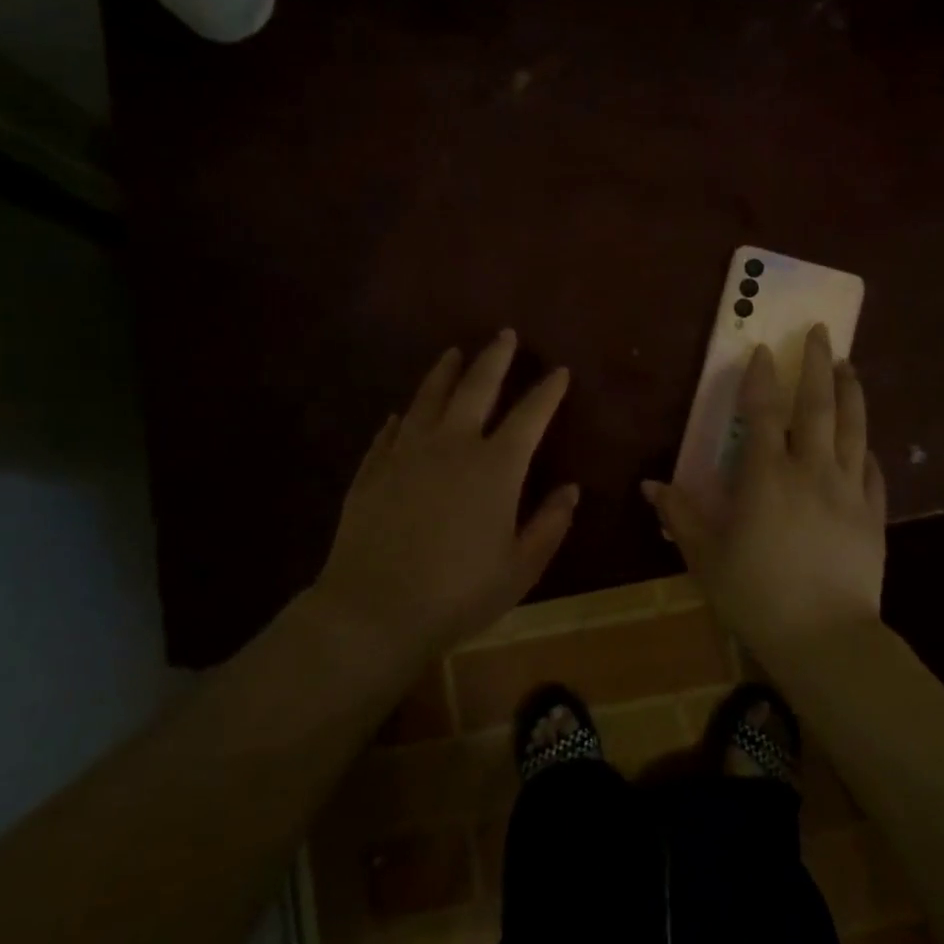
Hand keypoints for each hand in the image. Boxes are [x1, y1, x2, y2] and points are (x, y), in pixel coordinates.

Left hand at [308, 331, 577, 659]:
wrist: (375, 610)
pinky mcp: (373, 470)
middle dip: (494, 358)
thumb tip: (570, 490)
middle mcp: (453, 446)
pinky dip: (401, 417)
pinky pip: (390, 432)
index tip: (559, 370)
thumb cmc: (460, 592)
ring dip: (445, 372)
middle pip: (476, 387)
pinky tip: (402, 413)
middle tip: (503, 333)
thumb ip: (550, 524)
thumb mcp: (521, 567)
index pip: (530, 415)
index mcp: (496, 467)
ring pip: (428, 398)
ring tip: (454, 353)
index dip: (547, 391)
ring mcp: (407, 454)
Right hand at [643, 324, 885, 656]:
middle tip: (820, 332)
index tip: (763, 351)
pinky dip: (865, 448)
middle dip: (817, 364)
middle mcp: (811, 471)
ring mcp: (848, 490)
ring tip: (849, 365)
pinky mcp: (873, 515)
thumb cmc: (755, 595)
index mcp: (766, 477)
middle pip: (817, 406)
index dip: (762, 378)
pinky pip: (871, 470)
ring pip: (852, 428)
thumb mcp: (705, 556)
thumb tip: (650, 486)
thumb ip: (680, 515)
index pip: (764, 413)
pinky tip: (864, 441)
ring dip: (851, 391)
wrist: (824, 638)